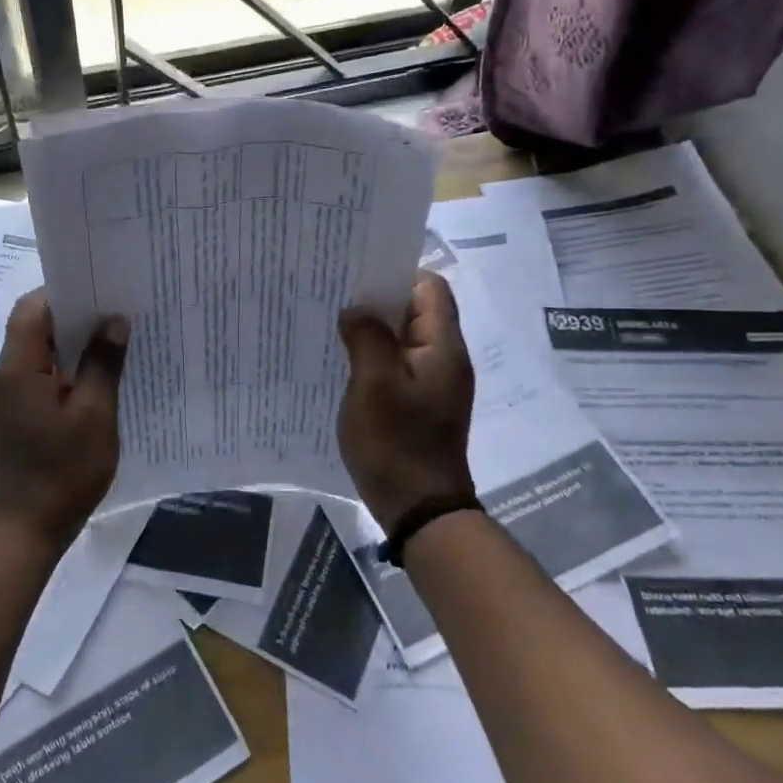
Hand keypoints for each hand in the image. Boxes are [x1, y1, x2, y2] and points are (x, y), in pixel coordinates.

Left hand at [0, 291, 129, 554]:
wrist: (24, 531)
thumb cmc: (61, 472)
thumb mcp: (94, 416)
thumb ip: (103, 364)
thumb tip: (113, 321)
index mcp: (17, 368)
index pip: (32, 308)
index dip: (64, 292)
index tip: (102, 290)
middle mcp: (4, 376)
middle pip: (34, 328)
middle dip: (74, 317)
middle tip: (117, 313)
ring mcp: (7, 399)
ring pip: (39, 354)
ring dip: (72, 346)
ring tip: (114, 343)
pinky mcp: (15, 418)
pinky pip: (40, 379)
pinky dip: (66, 372)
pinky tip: (98, 381)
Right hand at [337, 271, 475, 531]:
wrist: (418, 506)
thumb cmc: (396, 442)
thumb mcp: (374, 384)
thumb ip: (367, 337)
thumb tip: (357, 310)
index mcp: (444, 347)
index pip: (431, 288)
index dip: (397, 276)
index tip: (357, 277)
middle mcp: (446, 359)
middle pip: (418, 312)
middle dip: (379, 302)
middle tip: (337, 299)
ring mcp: (434, 384)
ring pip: (405, 340)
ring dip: (375, 331)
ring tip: (336, 327)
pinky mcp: (421, 405)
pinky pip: (399, 366)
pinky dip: (376, 358)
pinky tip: (346, 364)